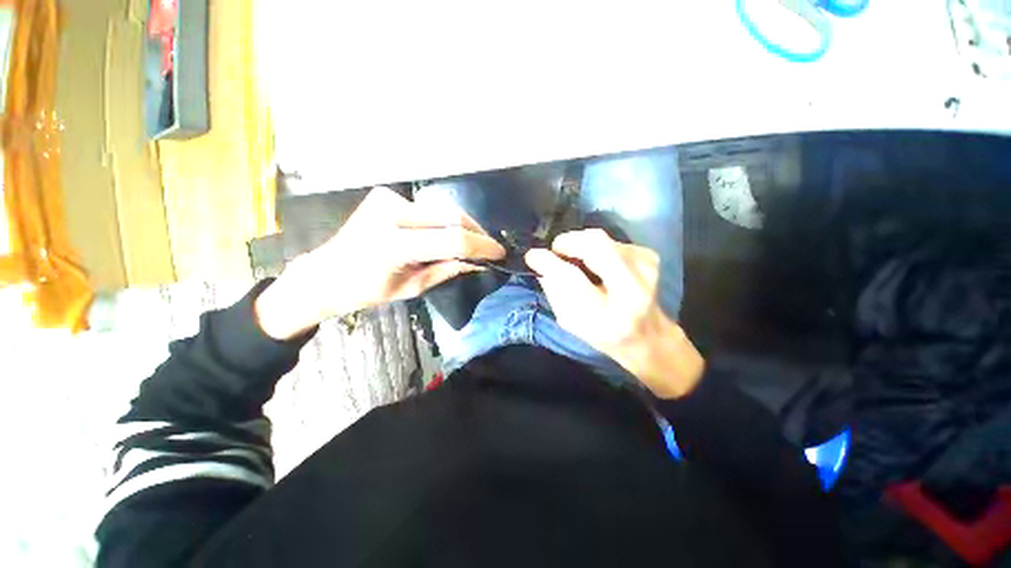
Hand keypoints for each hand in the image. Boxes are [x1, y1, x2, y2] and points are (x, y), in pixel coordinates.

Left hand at [256, 187, 504, 339]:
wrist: (326, 273)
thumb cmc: (365, 290)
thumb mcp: (411, 288)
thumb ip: (447, 269)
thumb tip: (477, 262)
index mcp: (393, 244)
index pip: (452, 240)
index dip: (481, 246)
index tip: (500, 253)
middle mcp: (391, 213)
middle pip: (451, 216)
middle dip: (477, 232)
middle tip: (491, 248)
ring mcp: (387, 199)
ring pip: (443, 209)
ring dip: (463, 226)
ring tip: (475, 243)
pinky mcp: (387, 196)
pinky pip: (428, 209)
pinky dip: (445, 222)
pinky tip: (450, 234)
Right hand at [524, 229, 703, 398]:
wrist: (647, 336)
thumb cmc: (604, 334)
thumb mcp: (571, 322)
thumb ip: (554, 293)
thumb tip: (541, 264)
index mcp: (607, 315)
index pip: (572, 278)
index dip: (549, 262)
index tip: (532, 255)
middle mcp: (632, 289)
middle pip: (595, 245)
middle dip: (569, 242)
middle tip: (557, 250)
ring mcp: (646, 268)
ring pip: (602, 239)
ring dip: (583, 245)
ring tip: (578, 261)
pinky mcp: (649, 256)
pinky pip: (613, 241)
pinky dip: (598, 248)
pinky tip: (598, 264)